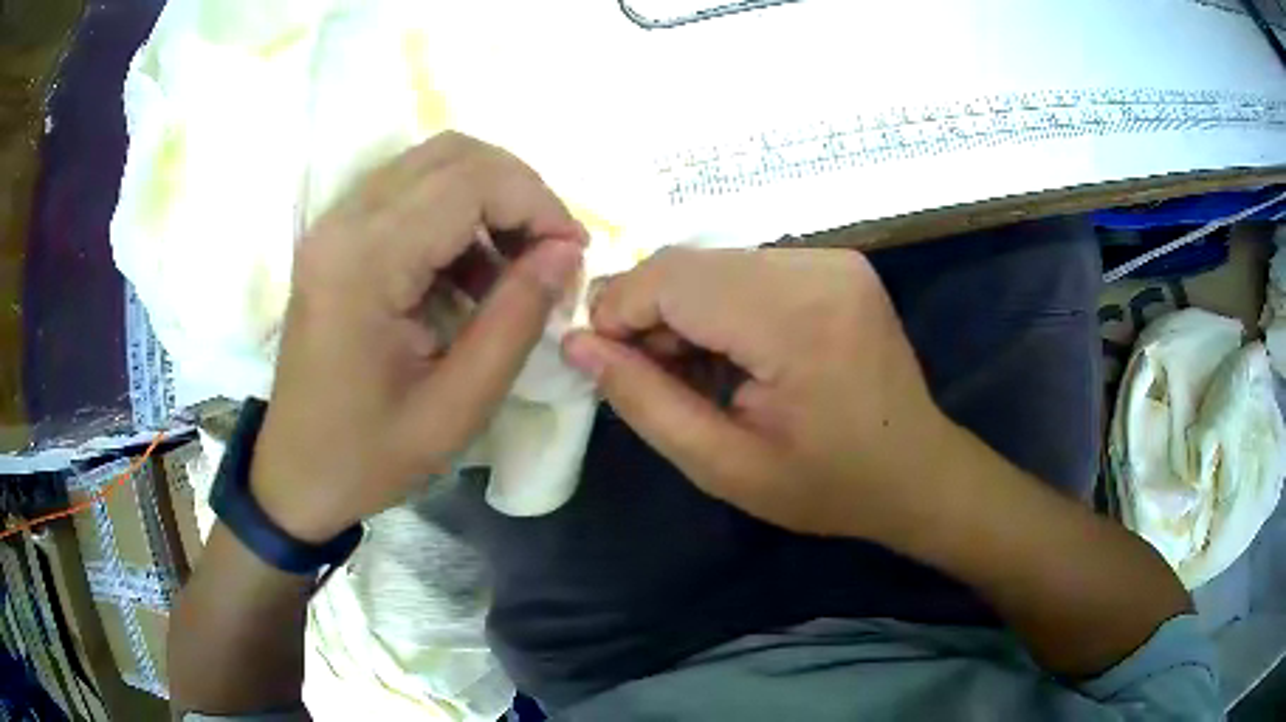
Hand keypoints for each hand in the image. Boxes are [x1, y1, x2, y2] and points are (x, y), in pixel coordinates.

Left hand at [251, 132, 584, 542]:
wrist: (295, 474)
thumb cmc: (369, 455)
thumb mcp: (457, 406)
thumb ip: (516, 319)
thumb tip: (565, 251)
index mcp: (365, 262)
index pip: (469, 181)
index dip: (536, 203)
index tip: (572, 252)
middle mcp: (344, 222)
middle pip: (453, 155)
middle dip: (518, 192)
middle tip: (549, 252)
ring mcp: (335, 224)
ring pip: (433, 164)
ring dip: (488, 201)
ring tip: (514, 267)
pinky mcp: (336, 236)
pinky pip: (410, 194)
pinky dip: (456, 217)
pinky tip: (469, 275)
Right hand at [563, 248, 952, 541]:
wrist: (916, 471)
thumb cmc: (827, 486)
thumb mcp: (723, 466)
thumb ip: (644, 401)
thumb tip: (577, 344)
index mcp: (796, 319)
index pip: (672, 277)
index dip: (619, 310)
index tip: (607, 363)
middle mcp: (818, 267)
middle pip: (690, 263)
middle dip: (650, 313)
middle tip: (651, 376)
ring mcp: (833, 259)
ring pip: (715, 262)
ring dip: (685, 310)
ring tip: (693, 372)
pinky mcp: (837, 263)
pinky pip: (748, 268)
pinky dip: (720, 304)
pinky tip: (731, 353)